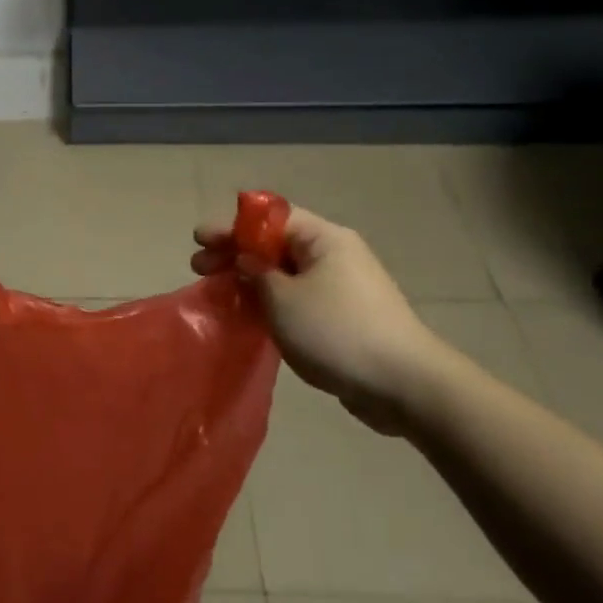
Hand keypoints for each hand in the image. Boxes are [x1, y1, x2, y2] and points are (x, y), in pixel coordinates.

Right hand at [193, 207, 450, 432]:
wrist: (403, 385)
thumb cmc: (337, 331)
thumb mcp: (282, 299)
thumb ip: (256, 275)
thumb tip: (247, 263)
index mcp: (324, 239)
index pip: (270, 218)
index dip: (231, 226)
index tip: (199, 239)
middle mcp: (334, 256)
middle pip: (275, 244)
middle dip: (234, 253)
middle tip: (199, 269)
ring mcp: (341, 288)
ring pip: (284, 274)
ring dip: (249, 281)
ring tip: (217, 294)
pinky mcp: (342, 318)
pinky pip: (296, 299)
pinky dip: (269, 303)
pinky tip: (247, 317)